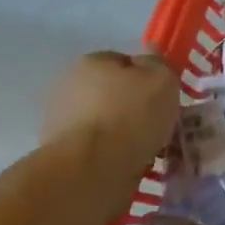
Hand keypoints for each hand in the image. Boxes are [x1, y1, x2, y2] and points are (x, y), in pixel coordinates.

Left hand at [41, 50, 180, 185]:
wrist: (92, 169)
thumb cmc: (130, 115)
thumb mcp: (162, 80)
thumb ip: (158, 64)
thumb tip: (149, 55)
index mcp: (91, 62)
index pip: (125, 61)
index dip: (148, 77)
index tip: (164, 96)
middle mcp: (69, 86)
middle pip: (113, 92)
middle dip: (133, 105)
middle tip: (159, 122)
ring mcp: (60, 121)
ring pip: (106, 122)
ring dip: (123, 132)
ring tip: (149, 148)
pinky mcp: (61, 154)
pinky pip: (98, 148)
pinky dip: (113, 154)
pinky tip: (131, 163)